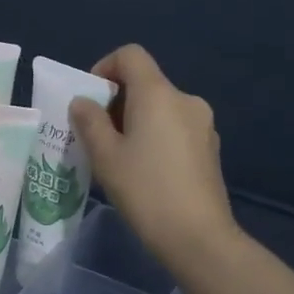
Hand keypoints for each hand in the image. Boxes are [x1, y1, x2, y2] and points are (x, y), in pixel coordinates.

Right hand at [69, 45, 238, 271]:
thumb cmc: (145, 190)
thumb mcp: (105, 156)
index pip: (130, 55)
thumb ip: (90, 121)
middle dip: (117, 101)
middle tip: (96, 135)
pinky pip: (176, 128)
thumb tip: (83, 102)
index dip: (104, 67)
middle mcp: (185, 99)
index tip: (90, 100)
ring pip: (161, 108)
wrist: (199, 237)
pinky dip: (156, 136)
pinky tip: (146, 171)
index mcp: (158, 93)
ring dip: (136, 120)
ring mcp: (203, 124)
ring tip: (119, 157)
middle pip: (145, 83)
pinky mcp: (210, 148)